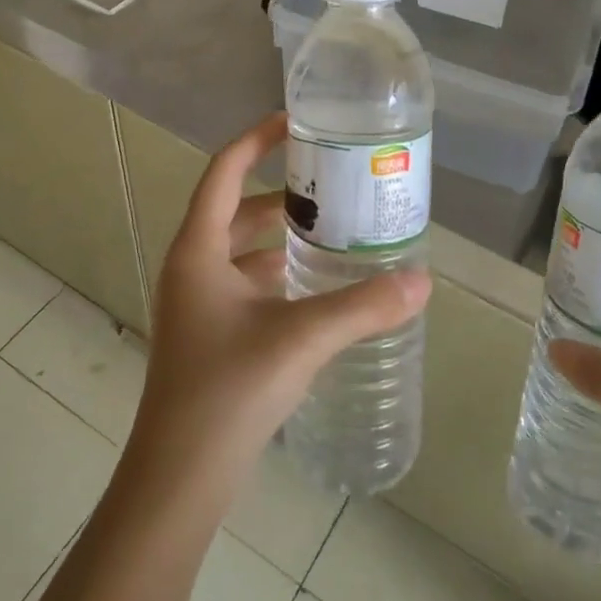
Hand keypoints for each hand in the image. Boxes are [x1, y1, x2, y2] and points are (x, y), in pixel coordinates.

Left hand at [128, 112, 431, 491]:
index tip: (296, 122)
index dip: (257, 140)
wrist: (178, 478)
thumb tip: (421, 281)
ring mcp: (197, 303)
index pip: (224, 171)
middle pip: (236, 209)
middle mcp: (191, 267)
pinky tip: (315, 287)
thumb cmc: (228, 391)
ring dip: (280, 236)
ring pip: (241, 250)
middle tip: (332, 185)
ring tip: (333, 230)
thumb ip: (362, 306)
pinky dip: (277, 273)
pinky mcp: (209, 334)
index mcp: (197, 249)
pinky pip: (245, 283)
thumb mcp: (301, 338)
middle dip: (281, 194)